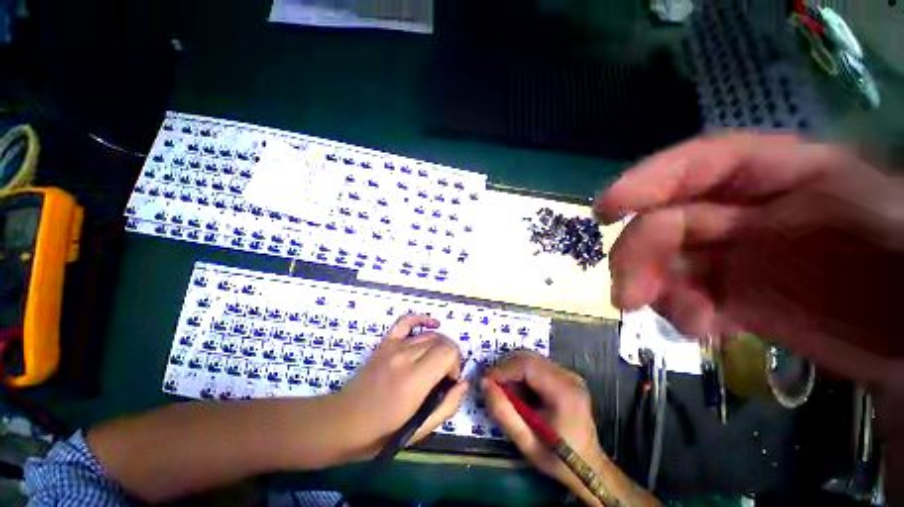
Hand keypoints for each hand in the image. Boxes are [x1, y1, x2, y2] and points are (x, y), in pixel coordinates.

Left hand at [336, 314, 468, 458]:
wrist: (344, 422)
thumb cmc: (383, 432)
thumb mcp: (420, 429)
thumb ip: (448, 405)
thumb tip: (463, 383)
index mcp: (415, 379)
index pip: (448, 352)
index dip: (456, 364)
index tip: (450, 380)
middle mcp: (406, 356)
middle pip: (442, 341)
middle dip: (450, 355)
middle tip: (444, 374)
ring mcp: (394, 346)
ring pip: (429, 334)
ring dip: (440, 345)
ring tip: (436, 361)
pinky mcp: (386, 342)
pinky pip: (407, 321)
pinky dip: (421, 319)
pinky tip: (432, 324)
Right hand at [482, 351, 606, 498]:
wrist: (589, 466)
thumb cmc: (557, 459)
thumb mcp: (526, 442)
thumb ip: (503, 412)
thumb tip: (484, 383)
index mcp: (564, 393)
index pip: (527, 366)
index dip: (503, 369)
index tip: (486, 380)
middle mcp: (569, 376)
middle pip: (529, 357)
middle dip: (506, 367)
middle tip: (493, 384)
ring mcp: (569, 374)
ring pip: (532, 358)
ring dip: (513, 369)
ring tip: (505, 388)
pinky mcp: (567, 375)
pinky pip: (538, 364)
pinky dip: (522, 371)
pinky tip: (519, 388)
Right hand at [596, 132, 903, 387]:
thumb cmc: (902, 258)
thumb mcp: (876, 214)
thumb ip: (819, 198)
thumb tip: (748, 218)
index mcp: (779, 176)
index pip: (698, 166)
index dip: (646, 182)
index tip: (605, 211)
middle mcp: (744, 212)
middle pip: (667, 222)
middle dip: (638, 255)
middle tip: (627, 297)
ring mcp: (734, 257)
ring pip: (665, 263)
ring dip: (654, 289)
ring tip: (682, 320)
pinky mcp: (733, 296)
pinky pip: (685, 297)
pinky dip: (681, 313)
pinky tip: (703, 330)